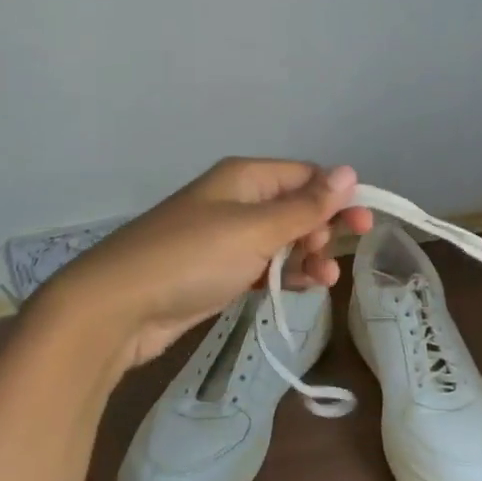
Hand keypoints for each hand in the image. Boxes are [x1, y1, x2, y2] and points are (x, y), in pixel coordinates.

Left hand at [40, 158, 372, 368]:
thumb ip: (306, 206)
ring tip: (325, 281)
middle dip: (322, 230)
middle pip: (297, 207)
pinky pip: (265, 266)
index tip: (363, 224)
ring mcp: (227, 237)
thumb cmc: (191, 258)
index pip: (305, 176)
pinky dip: (285, 275)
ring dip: (308, 257)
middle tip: (331, 257)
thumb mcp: (255, 229)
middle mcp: (238, 200)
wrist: (118, 308)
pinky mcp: (220, 271)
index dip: (337, 197)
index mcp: (245, 178)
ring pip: (283, 240)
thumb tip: (349, 171)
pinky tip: (303, 289)